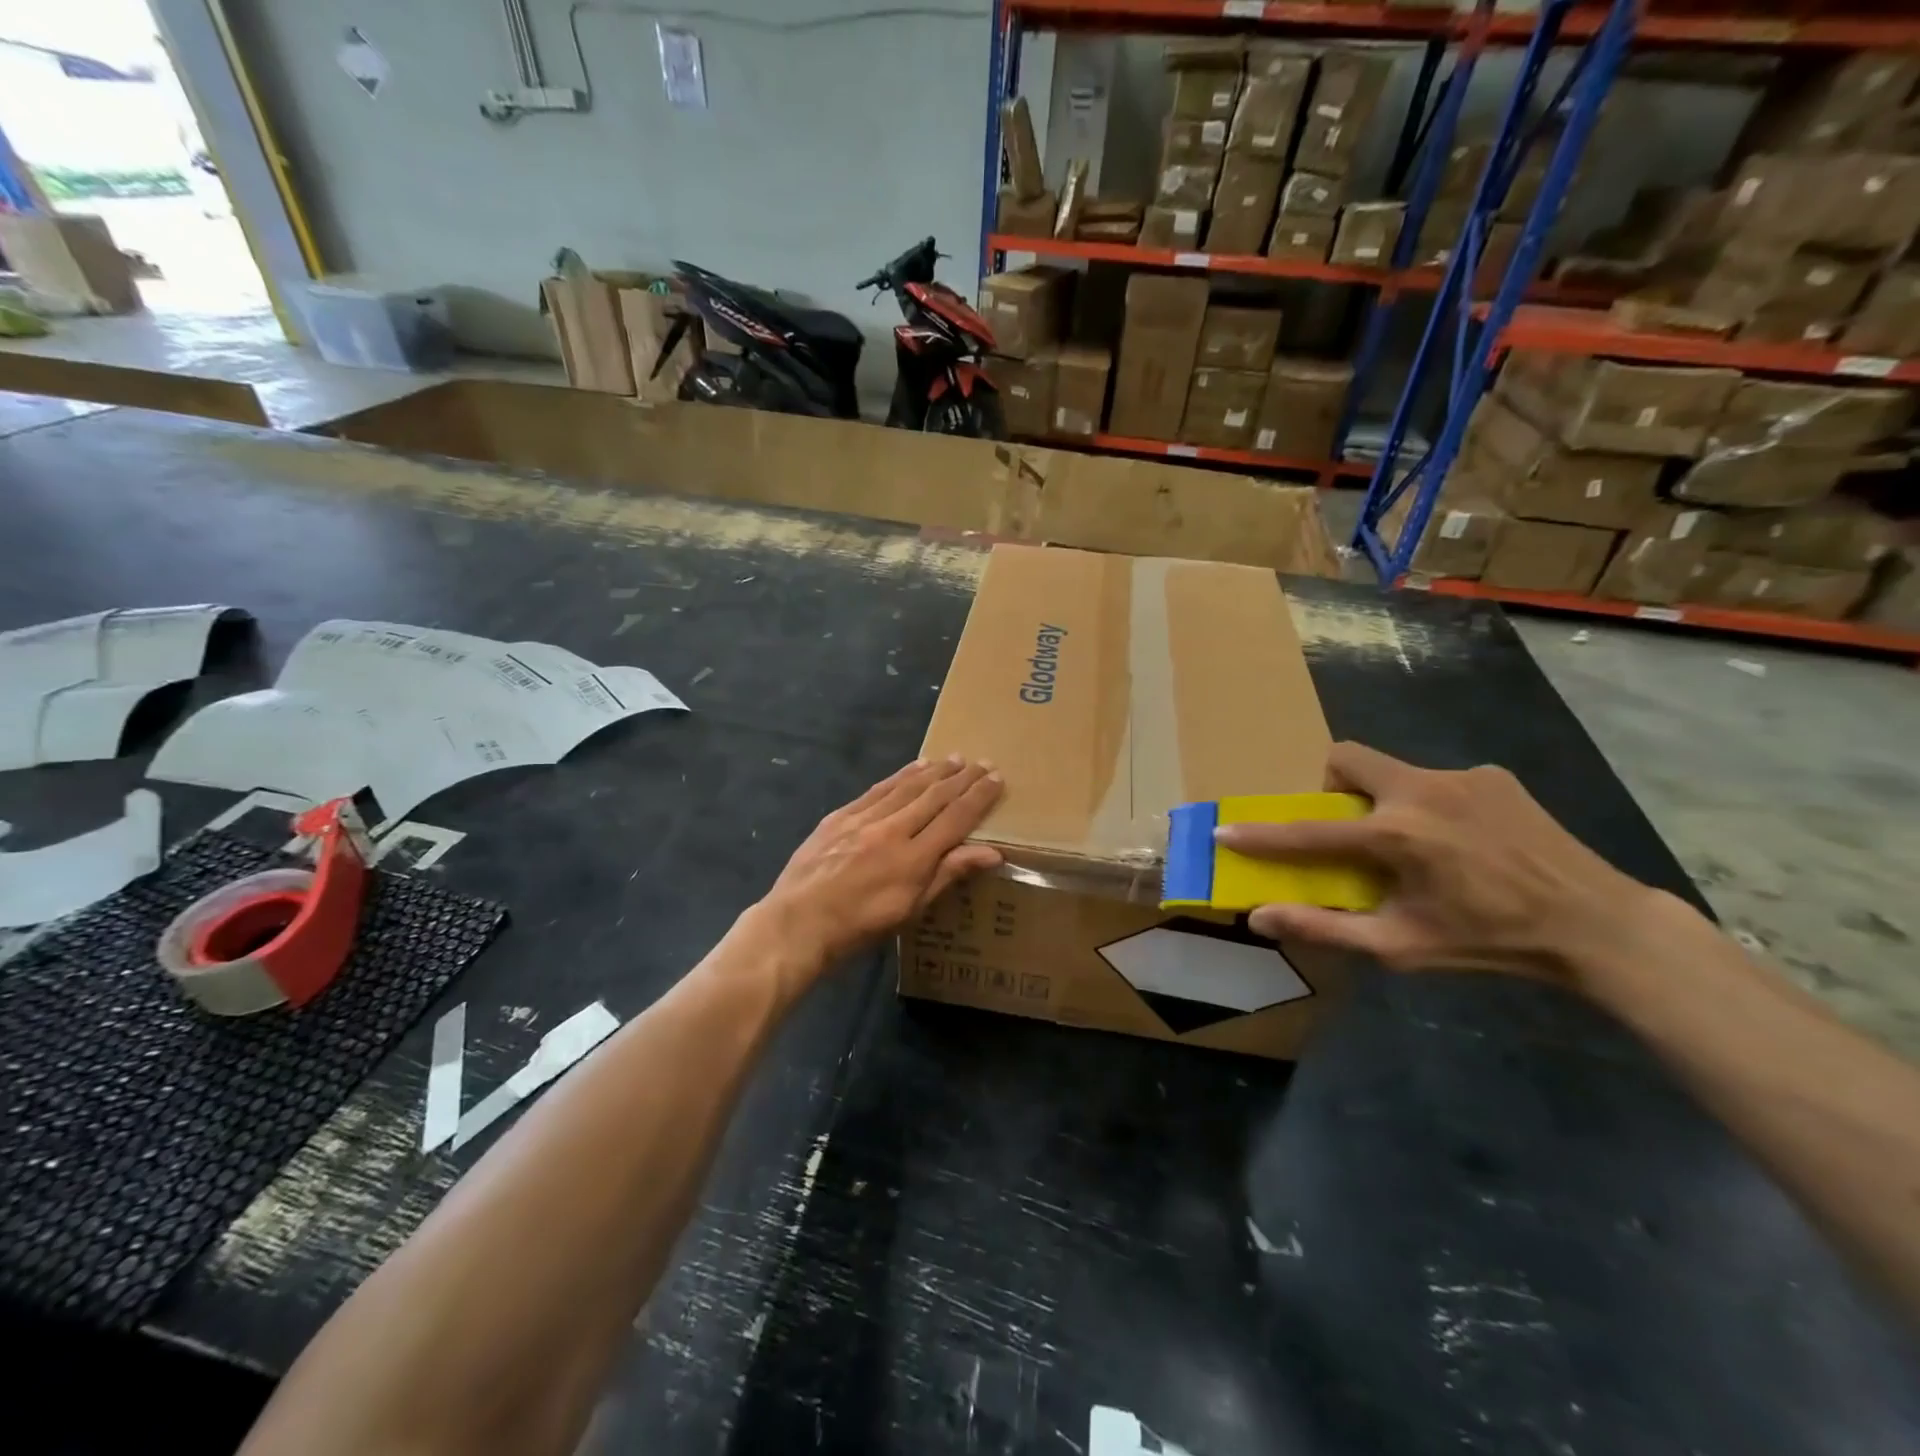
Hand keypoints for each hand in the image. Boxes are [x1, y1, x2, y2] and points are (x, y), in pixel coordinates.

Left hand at [757, 756, 1003, 970]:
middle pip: (935, 796)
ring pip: (907, 787)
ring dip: (934, 771)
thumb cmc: (861, 925)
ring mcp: (864, 819)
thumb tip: (993, 853)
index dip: (979, 797)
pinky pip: (878, 789)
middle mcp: (892, 829)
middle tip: (982, 762)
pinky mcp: (840, 816)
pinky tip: (913, 768)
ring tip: (954, 758)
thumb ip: (950, 874)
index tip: (997, 778)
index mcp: (914, 857)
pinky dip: (900, 776)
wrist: (799, 923)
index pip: (956, 818)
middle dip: (962, 778)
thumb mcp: (912, 908)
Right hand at [1215, 742, 1653, 981]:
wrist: (1597, 925)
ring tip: (1419, 845)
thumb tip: (1259, 916)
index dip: (1262, 834)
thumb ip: (1325, 928)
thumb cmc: (1489, 942)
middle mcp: (1421, 791)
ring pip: (1393, 771)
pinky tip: (1464, 842)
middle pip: (1346, 758)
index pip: (1309, 831)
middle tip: (1348, 825)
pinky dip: (1431, 806)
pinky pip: (1438, 781)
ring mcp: (1461, 776)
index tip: (1226, 831)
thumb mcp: (1401, 946)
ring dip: (1385, 801)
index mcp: (1396, 836)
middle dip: (1330, 785)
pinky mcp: (1493, 775)